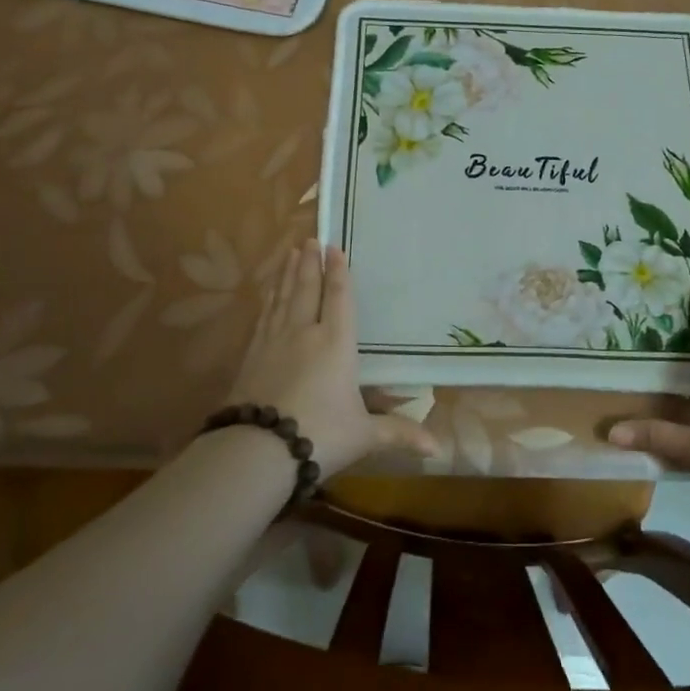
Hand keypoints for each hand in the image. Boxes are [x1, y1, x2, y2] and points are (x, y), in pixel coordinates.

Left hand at [226, 240, 436, 476]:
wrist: (257, 451)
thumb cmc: (320, 435)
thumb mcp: (364, 435)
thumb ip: (399, 433)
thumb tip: (438, 449)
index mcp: (336, 344)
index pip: (338, 299)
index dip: (338, 272)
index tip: (335, 248)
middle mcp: (304, 333)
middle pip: (307, 289)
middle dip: (310, 263)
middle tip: (310, 239)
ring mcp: (274, 342)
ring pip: (283, 298)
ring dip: (289, 274)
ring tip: (290, 253)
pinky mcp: (251, 356)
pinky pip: (263, 317)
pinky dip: (268, 299)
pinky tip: (268, 294)